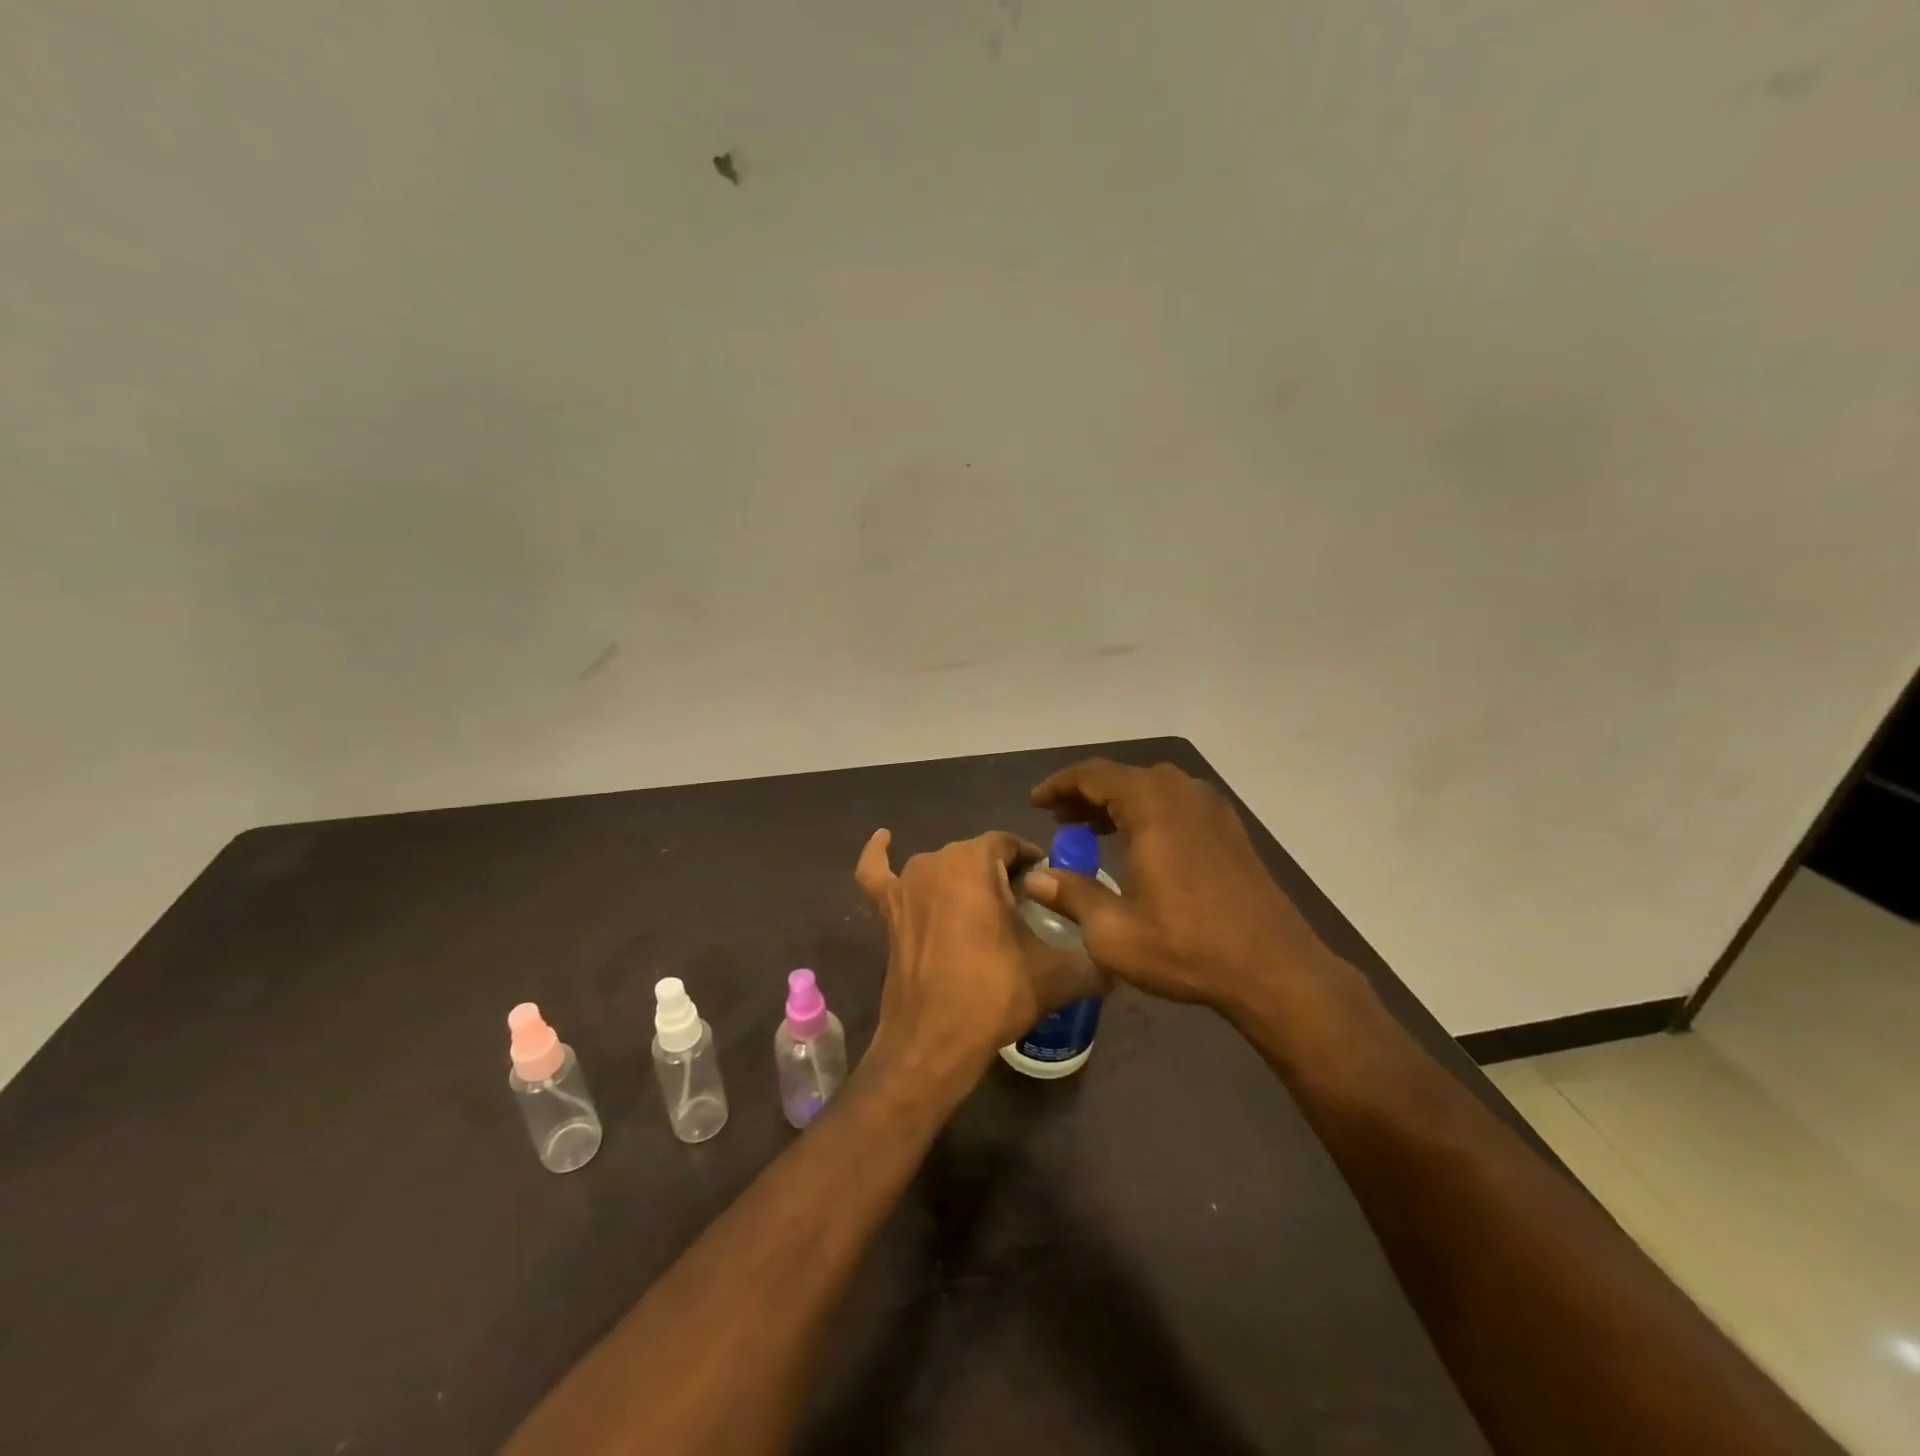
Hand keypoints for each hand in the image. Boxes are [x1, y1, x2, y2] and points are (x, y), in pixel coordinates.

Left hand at [854, 828, 1105, 1093]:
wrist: (934, 1041)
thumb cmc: (994, 995)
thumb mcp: (1057, 976)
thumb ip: (1095, 960)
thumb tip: (1120, 960)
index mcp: (975, 862)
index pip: (1010, 844)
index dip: (1032, 861)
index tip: (1048, 886)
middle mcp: (936, 860)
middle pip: (977, 855)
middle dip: (1001, 874)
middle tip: (1022, 910)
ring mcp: (905, 884)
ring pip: (941, 866)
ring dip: (961, 878)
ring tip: (983, 908)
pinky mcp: (886, 910)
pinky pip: (877, 873)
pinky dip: (878, 855)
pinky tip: (884, 839)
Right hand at [1025, 760, 1338, 1017]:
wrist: (1274, 969)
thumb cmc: (1187, 947)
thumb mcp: (1113, 931)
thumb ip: (1071, 895)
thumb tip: (1035, 879)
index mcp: (1151, 806)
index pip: (1094, 775)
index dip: (1059, 784)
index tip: (1036, 802)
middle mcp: (1182, 794)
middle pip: (1123, 777)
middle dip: (1086, 793)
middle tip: (1059, 817)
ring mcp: (1211, 809)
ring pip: (1152, 788)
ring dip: (1117, 802)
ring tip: (1090, 828)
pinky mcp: (1229, 829)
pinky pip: (1176, 803)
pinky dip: (1147, 811)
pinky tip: (1137, 843)